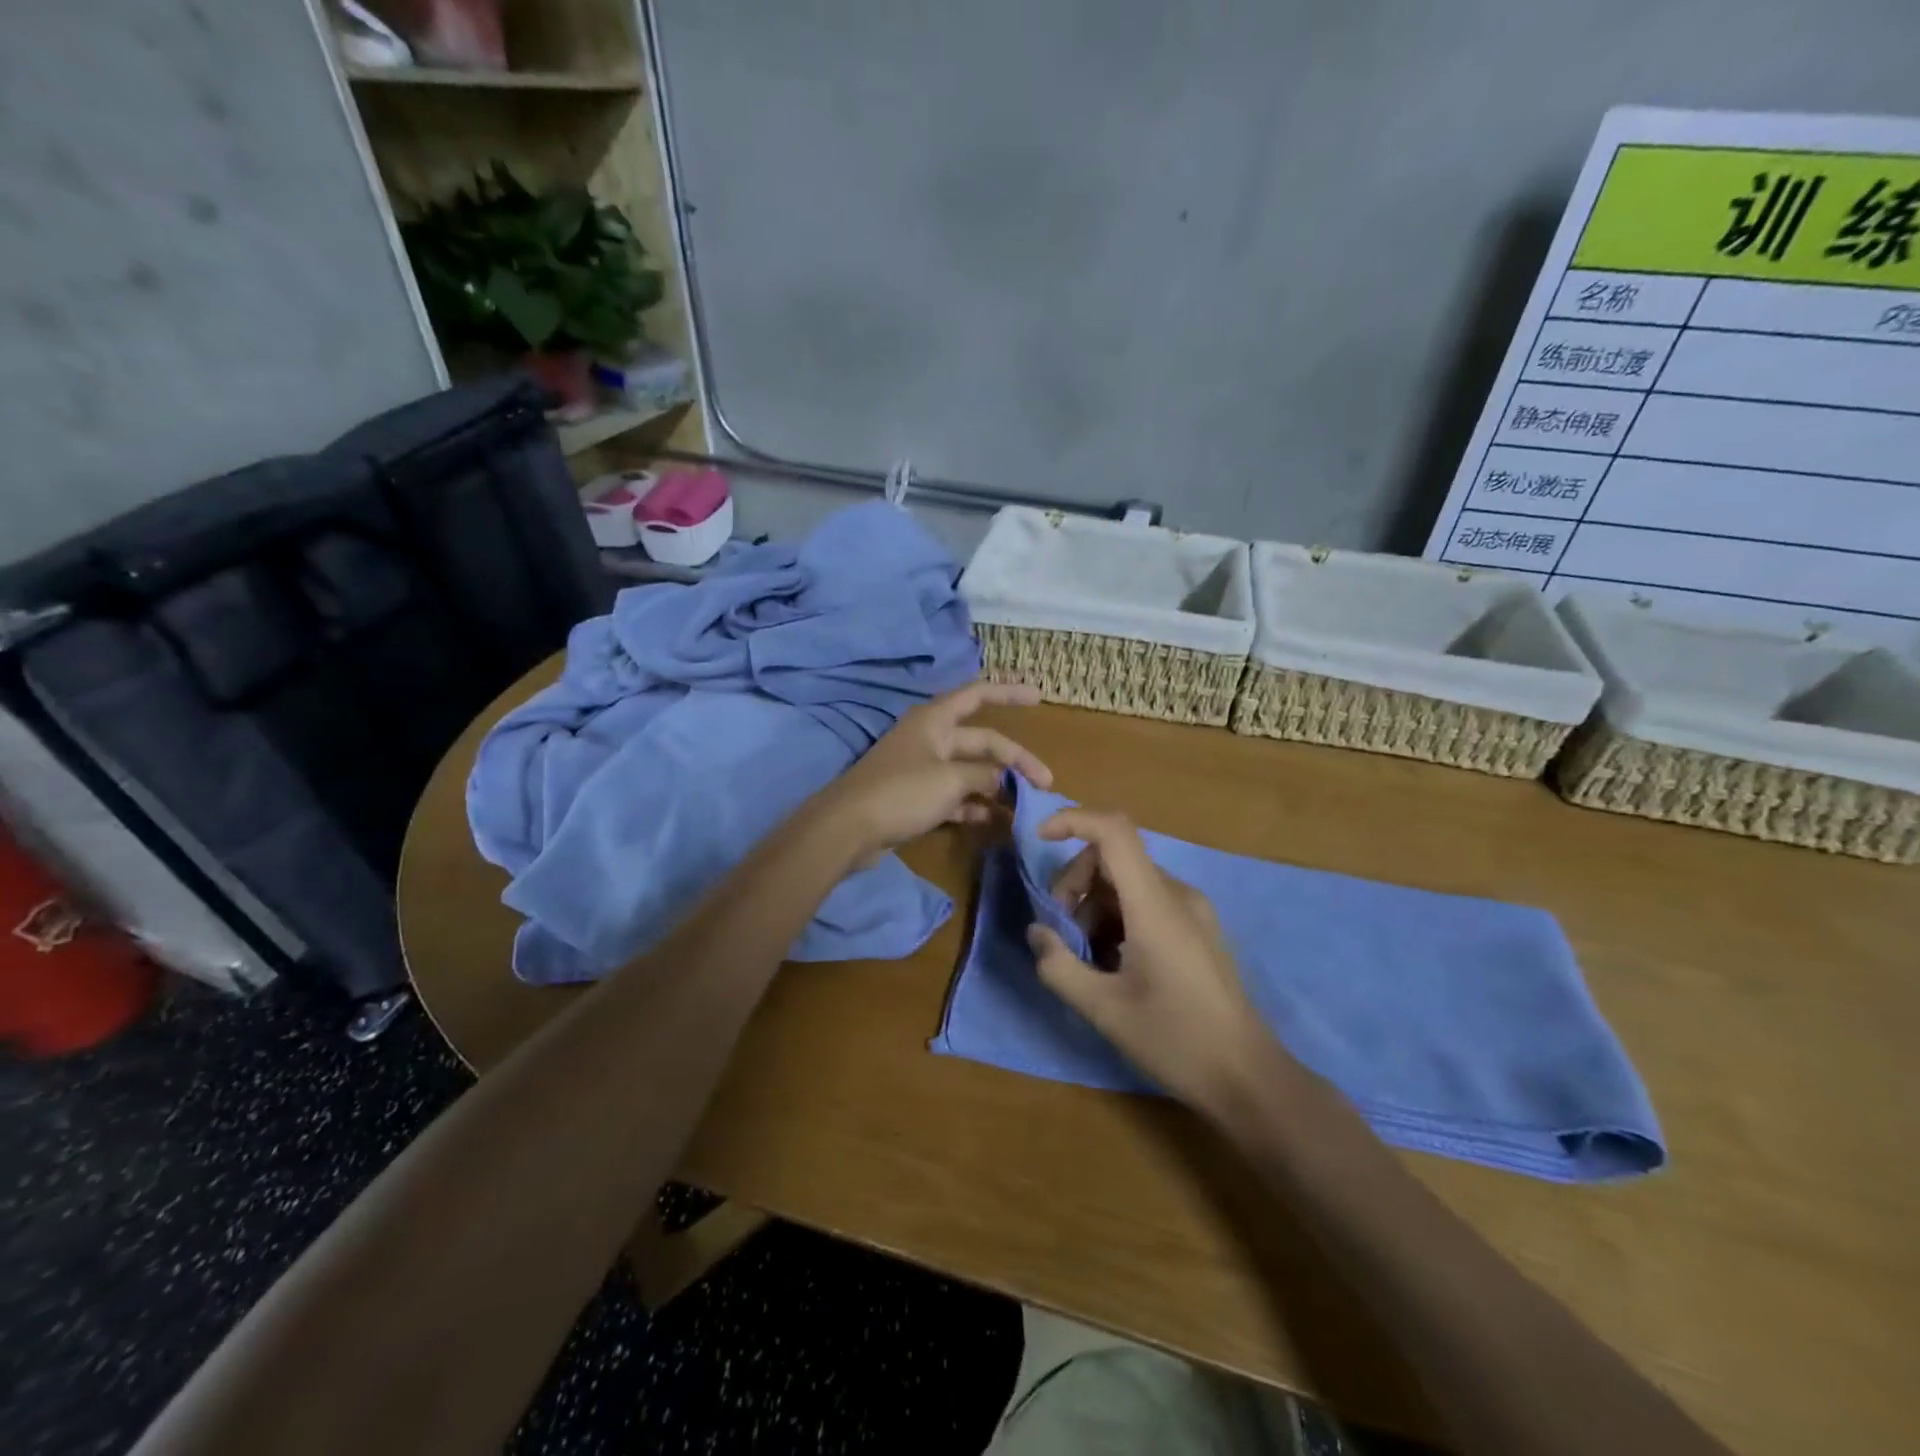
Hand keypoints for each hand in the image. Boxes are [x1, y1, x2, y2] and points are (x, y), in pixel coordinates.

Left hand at [818, 681, 1052, 862]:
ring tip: (1024, 807)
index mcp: (935, 720)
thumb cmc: (901, 792)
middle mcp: (930, 739)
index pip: (978, 695)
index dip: (1009, 692)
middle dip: (1013, 761)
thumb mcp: (950, 779)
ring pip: (969, 772)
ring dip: (996, 787)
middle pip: (981, 742)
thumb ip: (982, 775)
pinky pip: (954, 796)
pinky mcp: (916, 797)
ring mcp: (922, 769)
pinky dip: (973, 806)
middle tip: (1045, 783)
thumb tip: (1000, 780)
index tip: (1040, 696)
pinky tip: (994, 821)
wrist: (848, 828)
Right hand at [1026, 808, 1282, 1115]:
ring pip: (1127, 882)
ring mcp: (1192, 911)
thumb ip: (1059, 966)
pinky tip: (1113, 962)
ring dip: (1094, 905)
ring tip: (1086, 956)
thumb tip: (1036, 932)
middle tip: (1061, 932)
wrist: (1248, 1078)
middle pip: (1114, 857)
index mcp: (1156, 905)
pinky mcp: (1197, 929)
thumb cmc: (1176, 1040)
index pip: (1114, 831)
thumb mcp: (1104, 1010)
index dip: (1073, 820)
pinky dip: (1117, 917)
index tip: (1039, 840)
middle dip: (1075, 883)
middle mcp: (1177, 895)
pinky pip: (1146, 902)